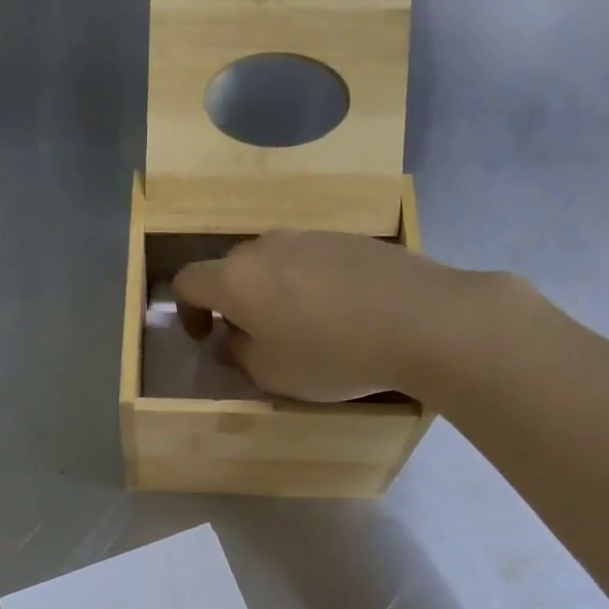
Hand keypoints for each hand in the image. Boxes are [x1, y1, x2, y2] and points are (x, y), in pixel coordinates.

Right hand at [172, 232, 485, 401]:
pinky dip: (307, 283)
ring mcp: (312, 235)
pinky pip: (311, 259)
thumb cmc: (333, 354)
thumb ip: (239, 354)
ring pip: (273, 261)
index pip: (188, 282)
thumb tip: (230, 339)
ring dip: (270, 291)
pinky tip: (337, 312)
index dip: (185, 311)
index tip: (203, 337)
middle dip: (231, 302)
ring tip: (298, 326)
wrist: (422, 320)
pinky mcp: (350, 238)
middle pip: (231, 268)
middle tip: (251, 337)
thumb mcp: (272, 373)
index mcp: (237, 278)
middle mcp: (267, 246)